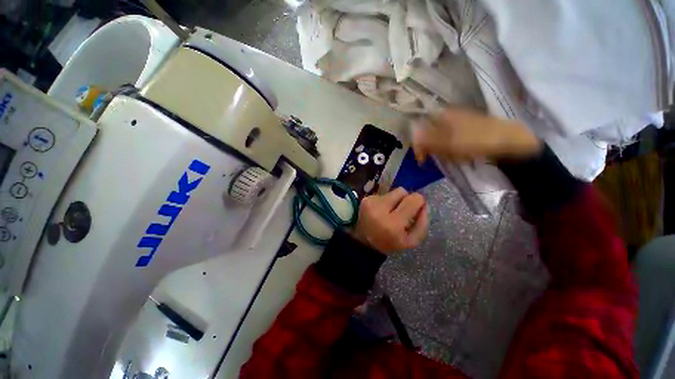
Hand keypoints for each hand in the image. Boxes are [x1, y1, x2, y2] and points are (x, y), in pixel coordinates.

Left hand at [352, 188, 428, 253]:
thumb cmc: (389, 243)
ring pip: (392, 192)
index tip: (416, 209)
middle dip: (405, 199)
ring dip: (394, 201)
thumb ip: (422, 223)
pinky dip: (385, 202)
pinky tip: (381, 212)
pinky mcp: (365, 199)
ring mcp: (371, 202)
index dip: (418, 202)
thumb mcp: (411, 241)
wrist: (364, 242)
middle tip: (402, 211)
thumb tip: (424, 204)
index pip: (413, 199)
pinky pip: (383, 194)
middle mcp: (380, 209)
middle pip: (402, 191)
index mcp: (393, 223)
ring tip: (389, 213)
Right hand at [412, 108, 542, 162]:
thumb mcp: (448, 143)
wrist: (510, 141)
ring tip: (453, 156)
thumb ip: (428, 140)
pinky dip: (451, 148)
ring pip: (441, 137)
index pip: (421, 129)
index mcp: (443, 115)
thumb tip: (413, 137)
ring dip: (442, 149)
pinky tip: (460, 153)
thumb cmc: (477, 141)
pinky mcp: (467, 128)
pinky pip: (451, 139)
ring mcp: (459, 121)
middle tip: (440, 157)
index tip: (421, 159)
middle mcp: (449, 115)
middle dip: (432, 148)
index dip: (419, 145)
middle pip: (430, 134)